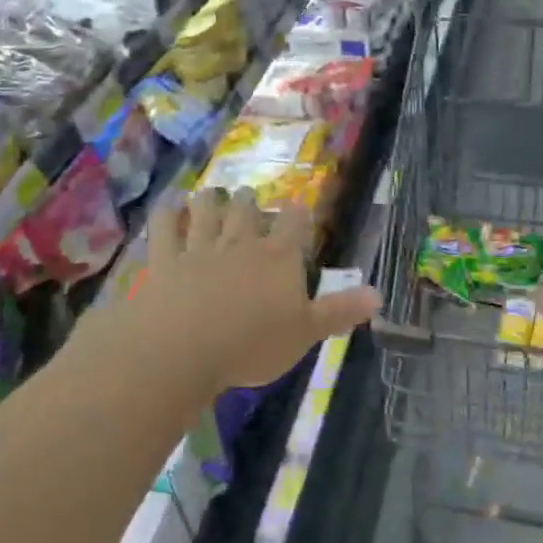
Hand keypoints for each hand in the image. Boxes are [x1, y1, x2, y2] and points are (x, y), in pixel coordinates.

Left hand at [101, 189, 378, 398]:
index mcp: (279, 257)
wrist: (183, 349)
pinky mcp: (164, 260)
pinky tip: (167, 208)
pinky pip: (164, 229)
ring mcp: (199, 248)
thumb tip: (379, 295)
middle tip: (247, 196)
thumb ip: (340, 311)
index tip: (299, 210)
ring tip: (210, 194)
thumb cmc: (252, 345)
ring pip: (205, 212)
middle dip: (248, 201)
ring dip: (209, 201)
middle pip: (246, 210)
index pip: (295, 223)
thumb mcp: (306, 334)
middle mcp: (240, 243)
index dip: (299, 214)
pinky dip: (166, 215)